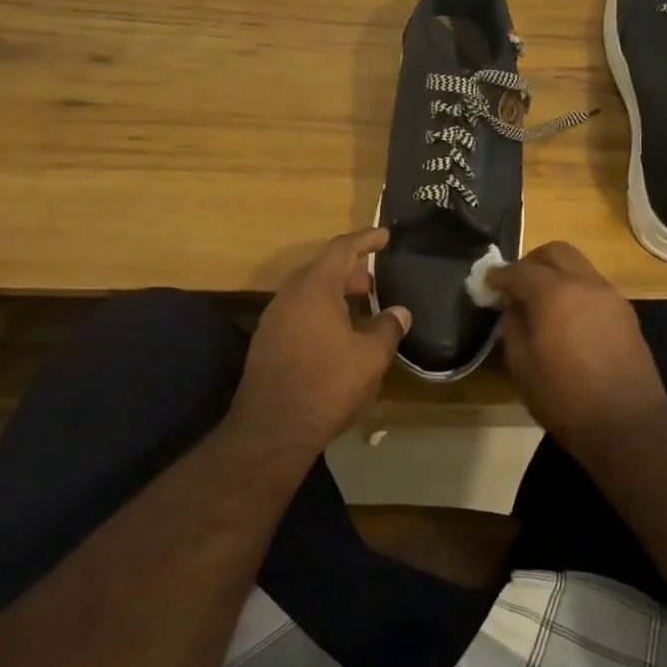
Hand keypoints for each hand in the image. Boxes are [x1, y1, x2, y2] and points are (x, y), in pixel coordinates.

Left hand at [230, 228, 411, 449]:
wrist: (272, 430)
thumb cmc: (327, 384)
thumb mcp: (370, 357)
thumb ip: (387, 328)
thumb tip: (400, 311)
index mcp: (314, 288)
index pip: (341, 249)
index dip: (365, 239)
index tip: (385, 235)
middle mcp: (289, 296)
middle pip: (322, 270)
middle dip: (351, 271)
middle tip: (375, 282)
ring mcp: (274, 320)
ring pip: (309, 294)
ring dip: (335, 294)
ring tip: (361, 308)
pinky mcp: (267, 343)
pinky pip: (299, 314)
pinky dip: (321, 313)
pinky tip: (338, 337)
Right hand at [487, 241, 666, 449]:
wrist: (626, 425)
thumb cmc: (564, 398)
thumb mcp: (521, 365)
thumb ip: (512, 325)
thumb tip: (512, 305)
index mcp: (555, 293)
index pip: (520, 270)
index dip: (499, 276)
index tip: (486, 285)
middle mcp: (586, 283)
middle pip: (556, 252)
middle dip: (531, 262)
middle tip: (515, 286)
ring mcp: (611, 296)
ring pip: (579, 266)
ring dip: (556, 275)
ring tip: (540, 303)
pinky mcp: (626, 313)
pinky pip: (594, 287)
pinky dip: (575, 290)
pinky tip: (566, 318)